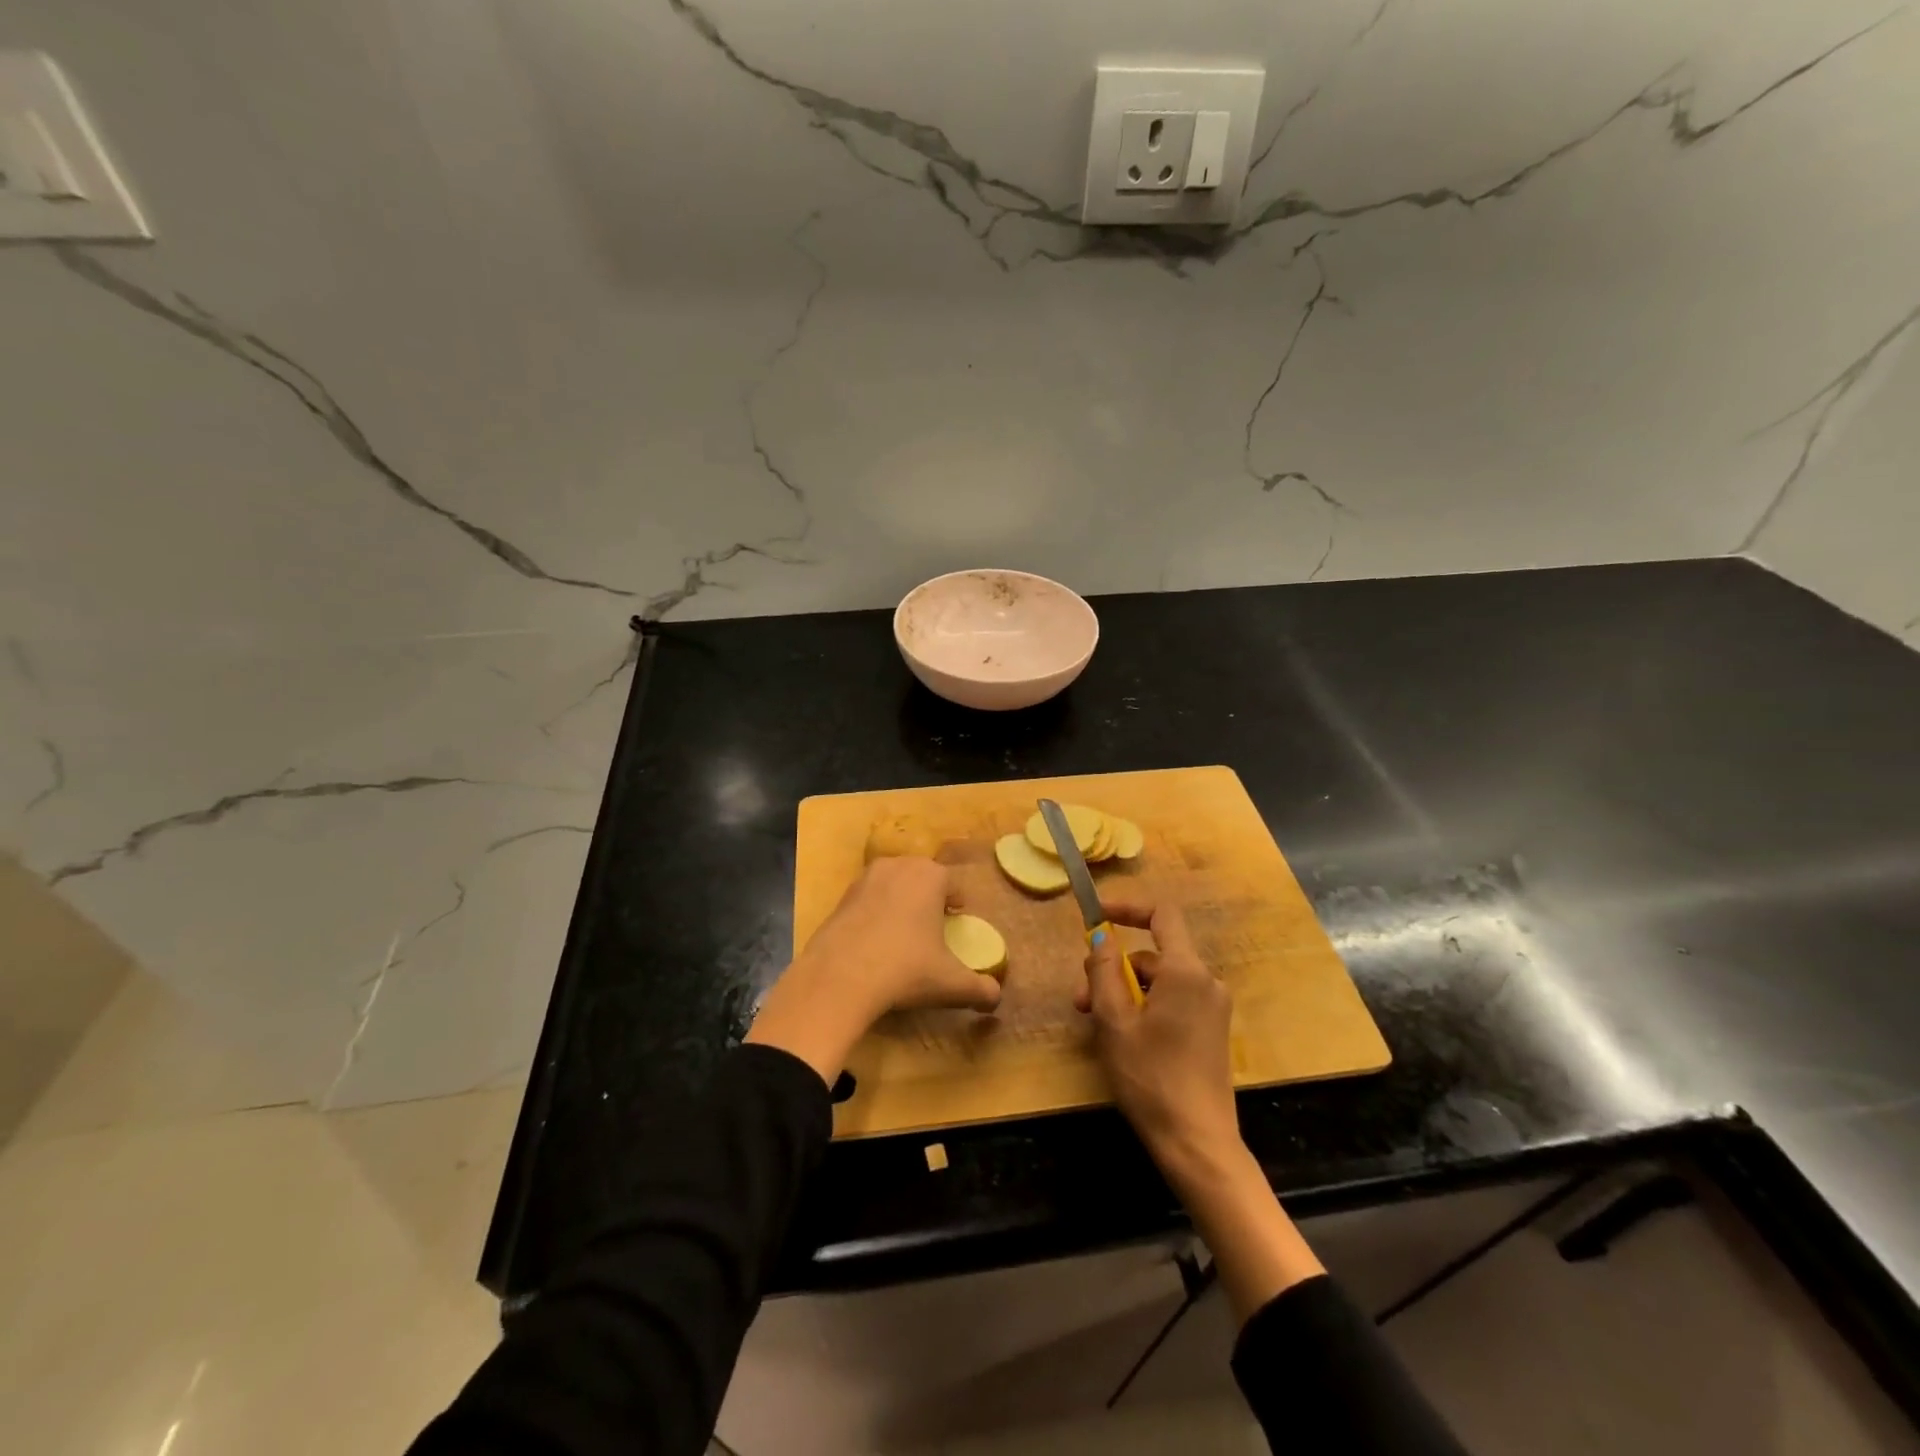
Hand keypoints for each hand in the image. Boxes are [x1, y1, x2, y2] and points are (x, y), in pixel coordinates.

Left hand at [746, 857, 1001, 1083]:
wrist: (840, 977)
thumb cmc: (905, 970)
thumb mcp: (951, 983)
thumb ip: (981, 989)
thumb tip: (997, 997)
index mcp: (931, 876)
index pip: (952, 884)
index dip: (957, 903)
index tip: (956, 921)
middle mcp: (899, 866)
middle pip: (921, 878)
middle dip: (928, 898)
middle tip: (932, 927)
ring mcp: (866, 878)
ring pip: (893, 885)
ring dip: (900, 902)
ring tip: (902, 933)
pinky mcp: (841, 896)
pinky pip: (868, 900)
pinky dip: (874, 914)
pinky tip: (874, 942)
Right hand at [1082, 891, 1324, 1320]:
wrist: (1197, 1143)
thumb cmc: (1151, 1078)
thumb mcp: (1114, 1022)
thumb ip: (1103, 971)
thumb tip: (1100, 937)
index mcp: (1186, 972)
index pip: (1161, 914)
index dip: (1127, 907)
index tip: (1096, 916)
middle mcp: (1206, 981)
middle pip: (1152, 955)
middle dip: (1113, 969)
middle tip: (1082, 1000)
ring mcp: (1212, 1007)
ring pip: (1159, 982)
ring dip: (1125, 994)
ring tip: (1096, 1026)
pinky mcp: (1211, 1030)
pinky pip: (1172, 1001)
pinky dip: (1145, 1008)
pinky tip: (1124, 1038)